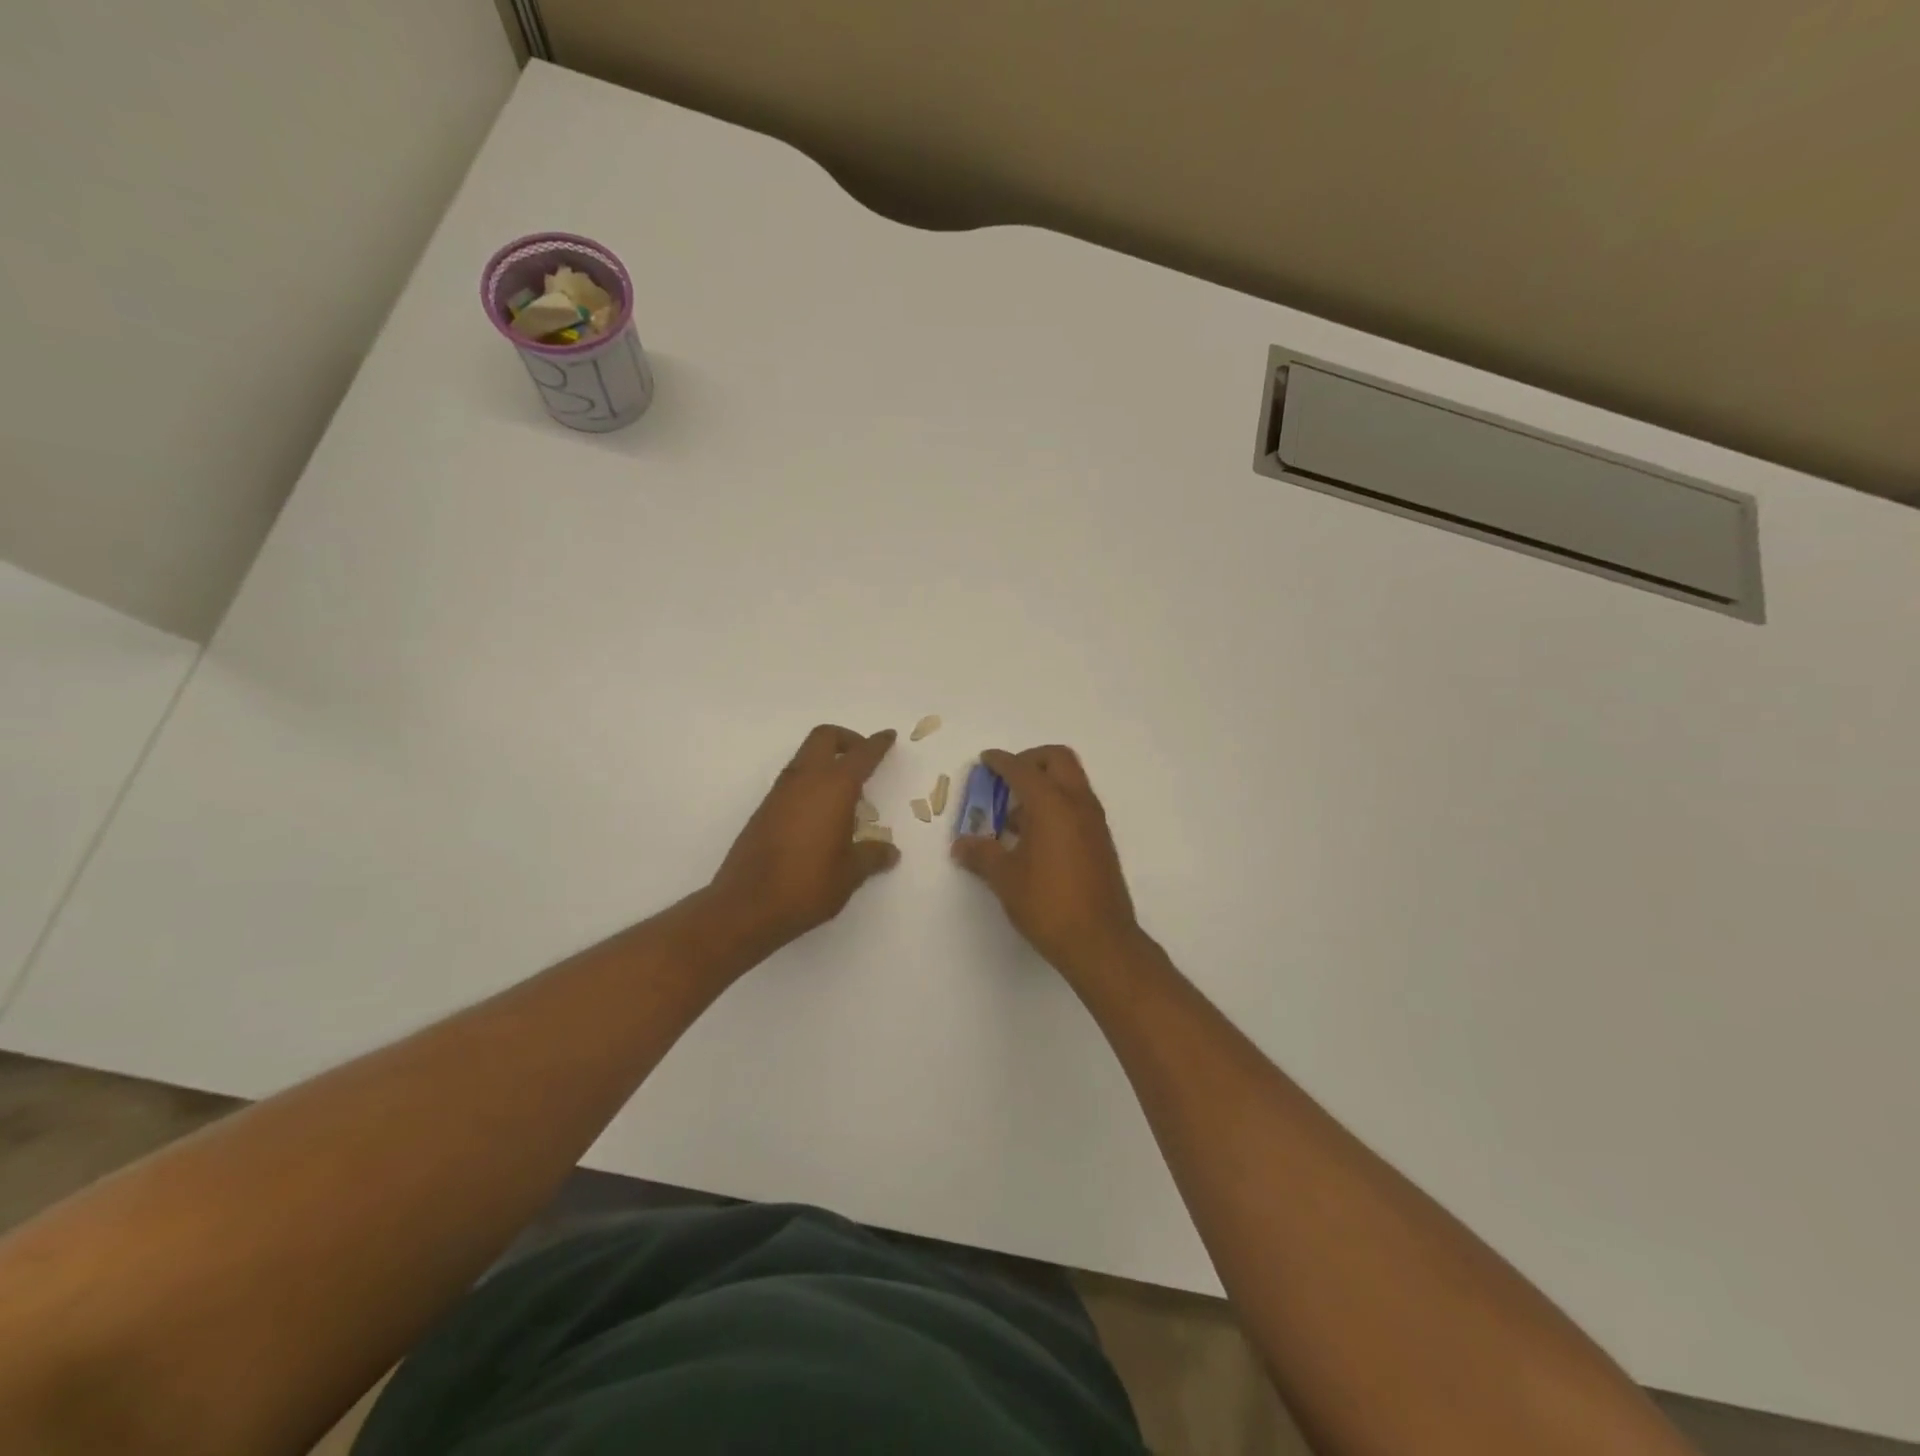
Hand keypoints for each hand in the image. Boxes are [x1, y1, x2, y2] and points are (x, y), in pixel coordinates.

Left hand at [710, 725, 899, 951]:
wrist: (746, 906)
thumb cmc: (807, 885)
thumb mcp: (850, 874)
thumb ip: (872, 856)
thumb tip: (889, 851)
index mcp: (833, 787)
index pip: (861, 754)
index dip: (877, 744)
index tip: (888, 737)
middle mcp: (805, 780)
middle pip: (824, 738)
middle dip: (846, 739)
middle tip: (862, 757)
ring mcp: (779, 793)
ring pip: (804, 757)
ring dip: (825, 761)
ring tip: (845, 793)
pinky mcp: (763, 810)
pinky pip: (792, 781)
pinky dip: (810, 782)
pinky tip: (820, 815)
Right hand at [950, 745, 1144, 980]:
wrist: (1100, 941)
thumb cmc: (1047, 904)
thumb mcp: (1005, 878)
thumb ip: (981, 854)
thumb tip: (961, 845)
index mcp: (1051, 804)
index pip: (1022, 769)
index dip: (1000, 761)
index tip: (985, 760)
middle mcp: (1077, 803)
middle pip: (1057, 759)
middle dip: (1030, 760)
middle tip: (1005, 779)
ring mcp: (1094, 822)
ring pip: (1071, 781)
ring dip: (1044, 784)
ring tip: (1014, 816)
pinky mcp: (1101, 841)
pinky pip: (1077, 805)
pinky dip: (1056, 805)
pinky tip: (1034, 838)